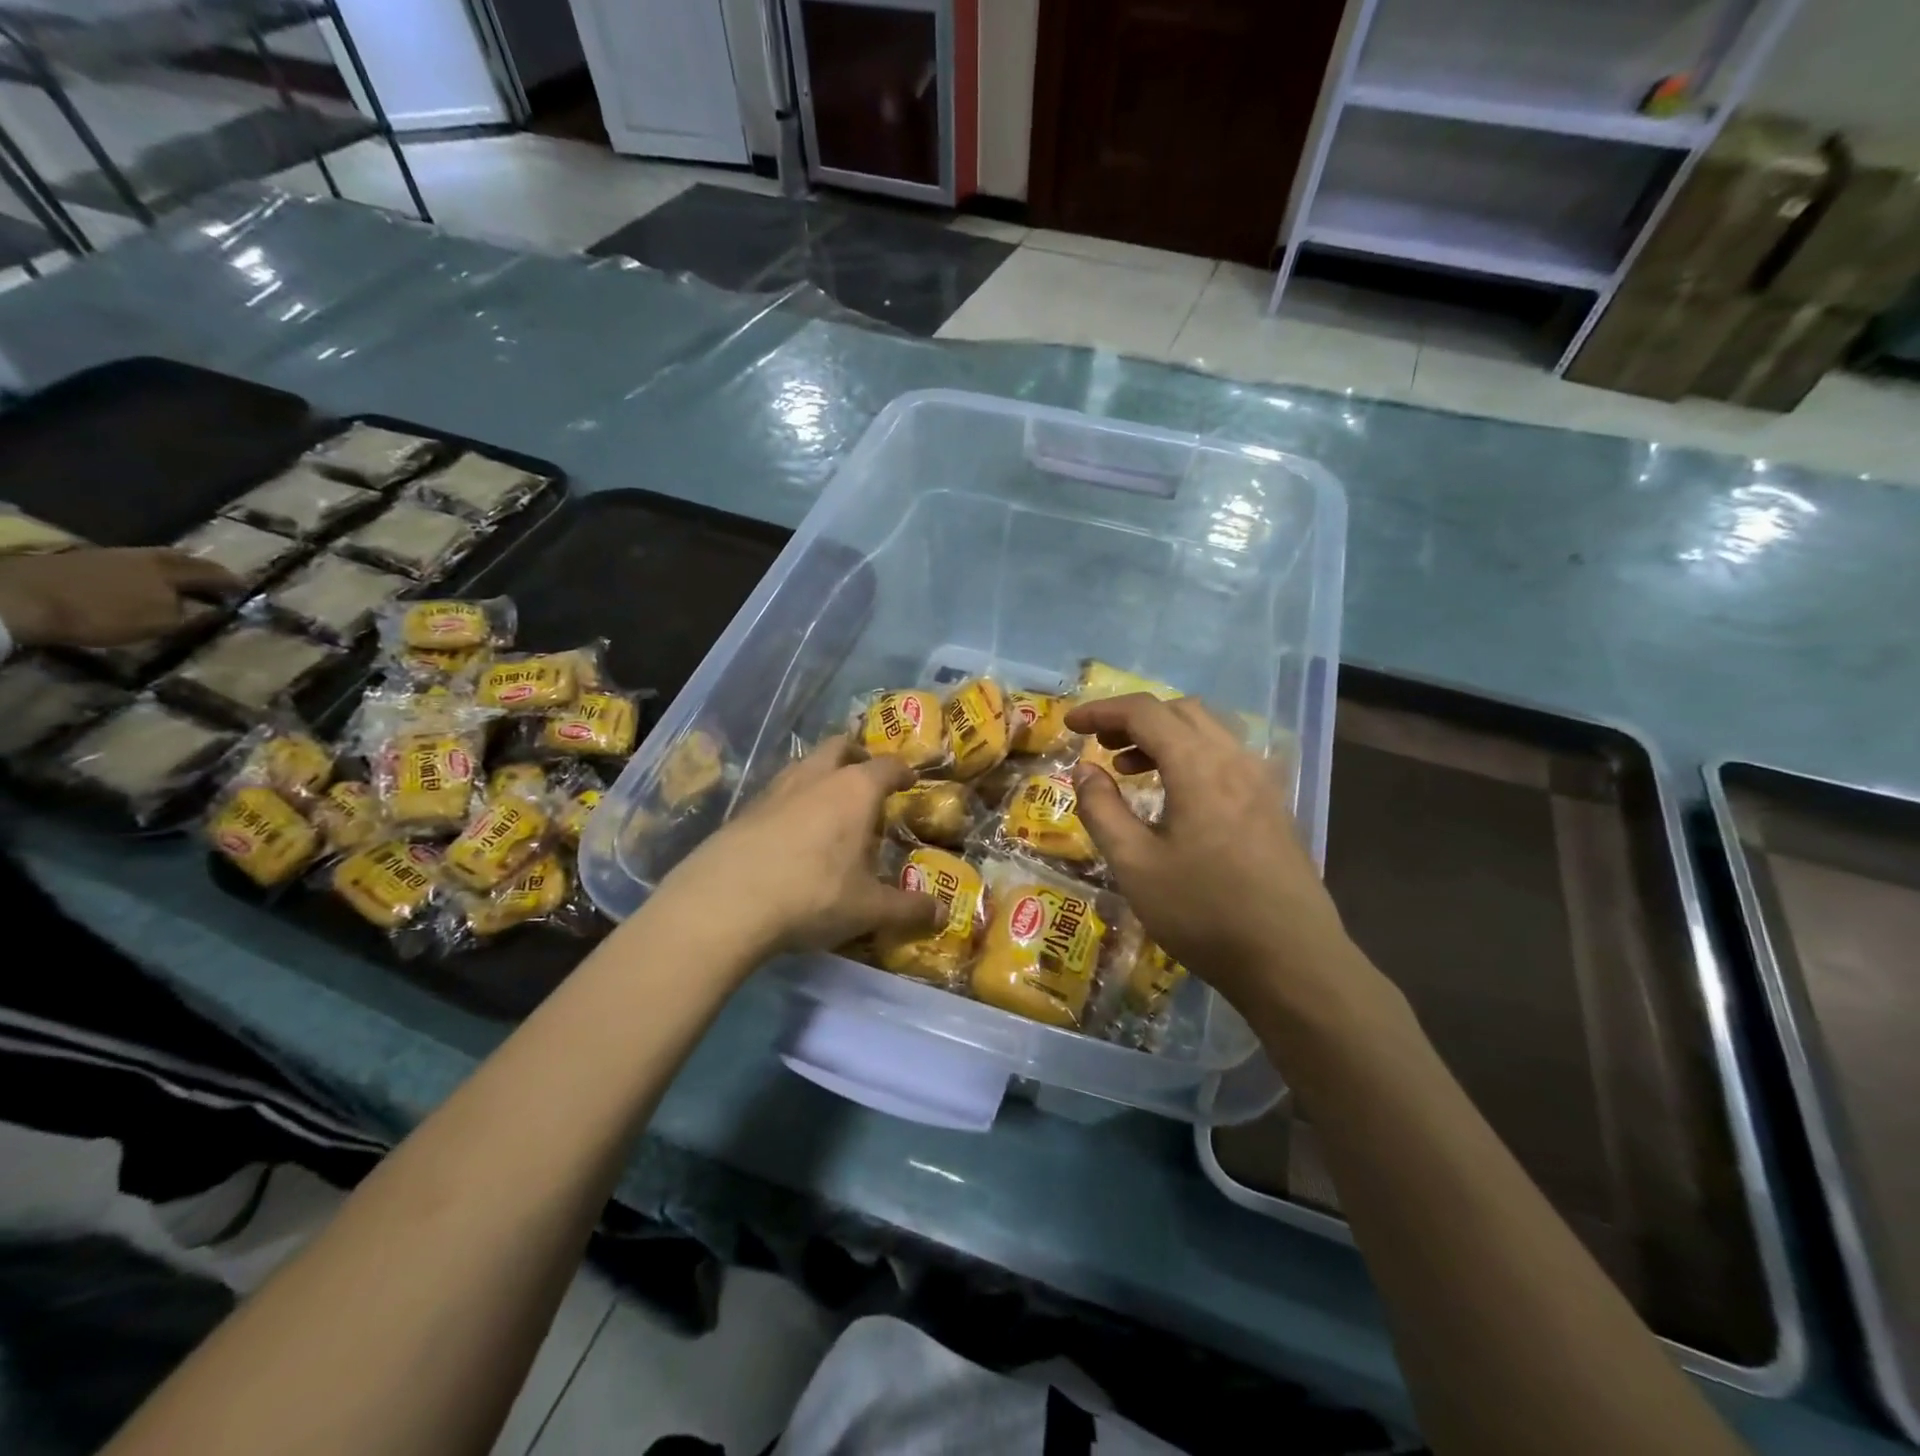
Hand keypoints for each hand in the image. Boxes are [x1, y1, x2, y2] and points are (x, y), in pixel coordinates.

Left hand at [0, 547, 238, 647]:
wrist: (23, 597)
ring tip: (181, 585)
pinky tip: (144, 585)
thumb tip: (210, 609)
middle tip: (217, 582)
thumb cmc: (104, 613)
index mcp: (172, 570)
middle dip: (203, 571)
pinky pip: (132, 566)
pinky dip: (146, 575)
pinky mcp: (86, 561)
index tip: (248, 589)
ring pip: (156, 561)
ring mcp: (114, 556)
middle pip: (183, 560)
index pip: (213, 574)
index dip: (232, 582)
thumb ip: (190, 615)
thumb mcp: (159, 623)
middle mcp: (148, 557)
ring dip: (173, 572)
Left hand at [654, 736, 940, 959]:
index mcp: (855, 790)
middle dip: (856, 755)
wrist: (725, 902)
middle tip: (867, 778)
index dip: (902, 772)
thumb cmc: (813, 895)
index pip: (887, 766)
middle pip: (839, 747)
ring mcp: (776, 789)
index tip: (910, 782)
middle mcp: (817, 777)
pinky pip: (778, 792)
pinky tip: (792, 832)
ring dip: (821, 774)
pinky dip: (793, 800)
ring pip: (805, 764)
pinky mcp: (745, 809)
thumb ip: (908, 908)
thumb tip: (941, 913)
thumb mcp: (868, 909)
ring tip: (830, 804)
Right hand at [1064, 693, 1360, 1014]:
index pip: (1145, 712)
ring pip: (1207, 732)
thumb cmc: (1204, 912)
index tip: (1070, 723)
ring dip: (1163, 737)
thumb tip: (1084, 770)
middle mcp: (1235, 759)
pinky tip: (1175, 797)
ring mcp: (1262, 781)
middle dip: (1133, 719)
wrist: (1292, 961)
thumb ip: (1102, 809)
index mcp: (1199, 766)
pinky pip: (1226, 757)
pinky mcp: (1273, 805)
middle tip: (1099, 745)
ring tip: (1129, 770)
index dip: (1102, 709)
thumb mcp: (1134, 865)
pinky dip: (1190, 757)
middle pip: (1180, 711)